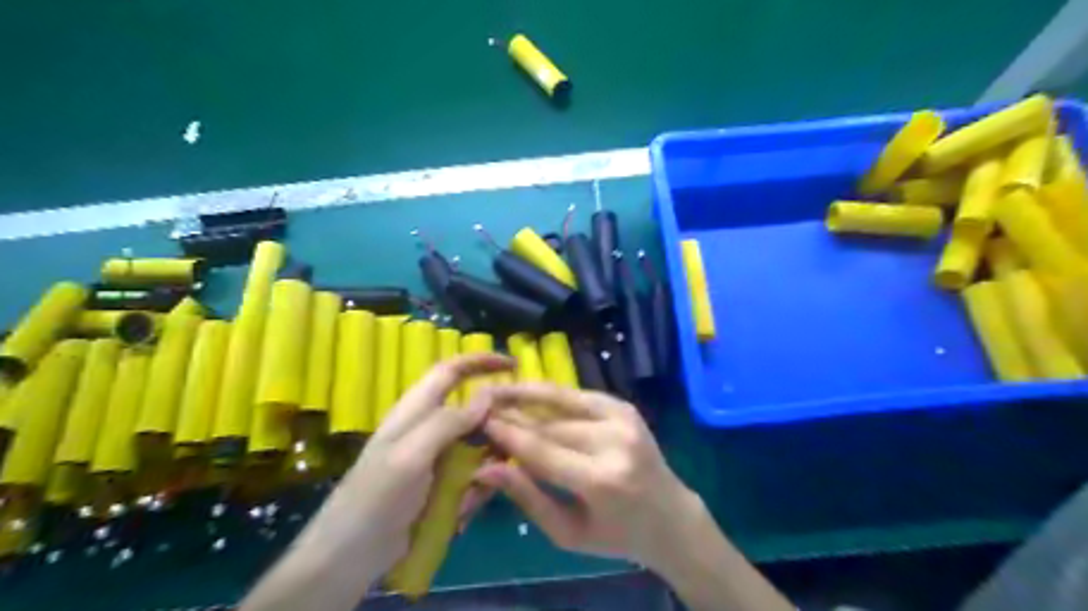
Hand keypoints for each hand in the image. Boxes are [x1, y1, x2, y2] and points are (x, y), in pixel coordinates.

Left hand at [293, 354, 513, 575]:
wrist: (350, 554)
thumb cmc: (377, 496)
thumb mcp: (412, 454)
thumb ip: (448, 422)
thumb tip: (487, 395)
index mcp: (417, 409)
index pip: (451, 370)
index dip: (480, 361)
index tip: (514, 364)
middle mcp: (429, 427)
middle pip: (472, 409)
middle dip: (496, 420)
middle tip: (521, 435)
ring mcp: (436, 457)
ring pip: (477, 443)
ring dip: (489, 459)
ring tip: (491, 480)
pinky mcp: (440, 483)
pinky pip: (471, 473)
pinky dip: (478, 485)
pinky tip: (469, 506)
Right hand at [478, 384, 700, 570]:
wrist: (669, 515)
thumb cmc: (615, 535)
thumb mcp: (567, 533)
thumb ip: (527, 498)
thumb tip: (485, 469)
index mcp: (603, 481)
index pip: (543, 451)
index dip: (508, 435)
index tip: (479, 422)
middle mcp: (615, 443)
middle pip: (550, 425)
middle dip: (514, 416)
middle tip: (482, 409)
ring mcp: (624, 419)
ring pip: (562, 403)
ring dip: (527, 396)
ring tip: (498, 391)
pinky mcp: (625, 407)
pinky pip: (579, 396)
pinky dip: (552, 395)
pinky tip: (529, 392)